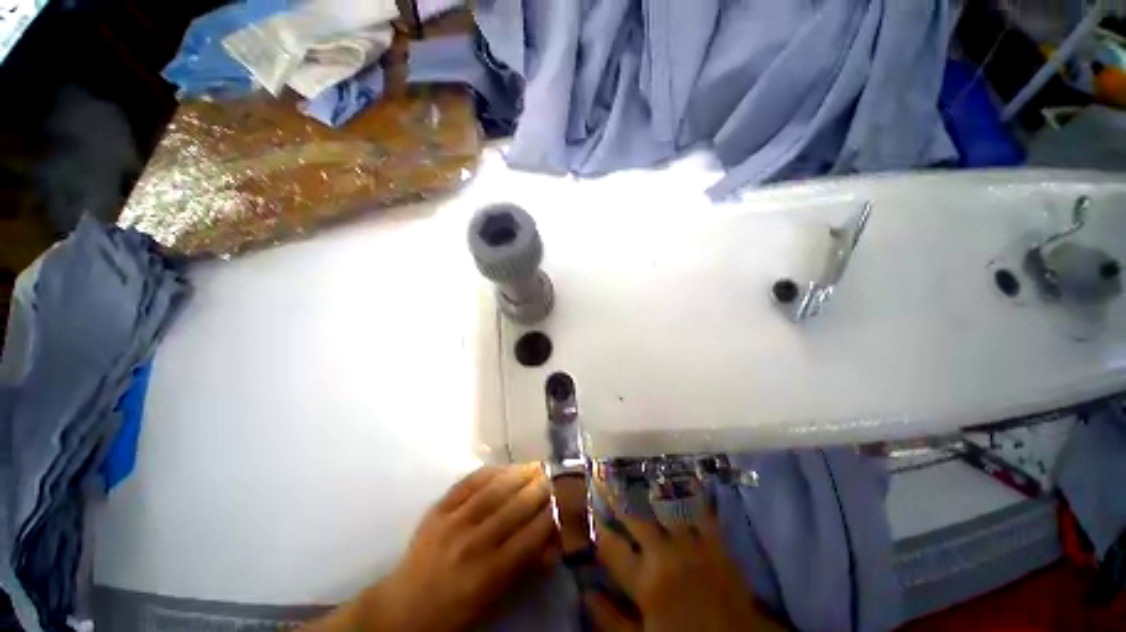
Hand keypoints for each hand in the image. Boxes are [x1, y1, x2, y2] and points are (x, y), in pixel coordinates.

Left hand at [304, 464, 558, 631]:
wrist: (403, 607)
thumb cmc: (454, 609)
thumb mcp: (493, 598)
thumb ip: (523, 568)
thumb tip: (553, 543)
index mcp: (488, 573)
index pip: (529, 537)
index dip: (549, 515)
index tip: (562, 501)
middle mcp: (472, 544)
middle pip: (513, 508)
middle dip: (538, 489)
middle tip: (552, 477)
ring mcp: (452, 522)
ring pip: (493, 490)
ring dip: (518, 474)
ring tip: (534, 465)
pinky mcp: (438, 509)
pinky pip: (468, 483)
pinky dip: (490, 472)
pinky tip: (504, 467)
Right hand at [586, 488, 782, 631]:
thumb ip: (611, 620)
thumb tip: (586, 592)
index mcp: (645, 582)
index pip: (611, 546)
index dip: (597, 526)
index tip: (589, 509)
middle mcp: (665, 554)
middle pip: (634, 516)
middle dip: (615, 495)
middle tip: (604, 474)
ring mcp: (693, 544)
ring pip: (665, 505)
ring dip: (648, 487)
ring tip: (635, 467)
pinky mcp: (717, 542)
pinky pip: (701, 510)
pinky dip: (691, 491)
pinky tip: (682, 475)